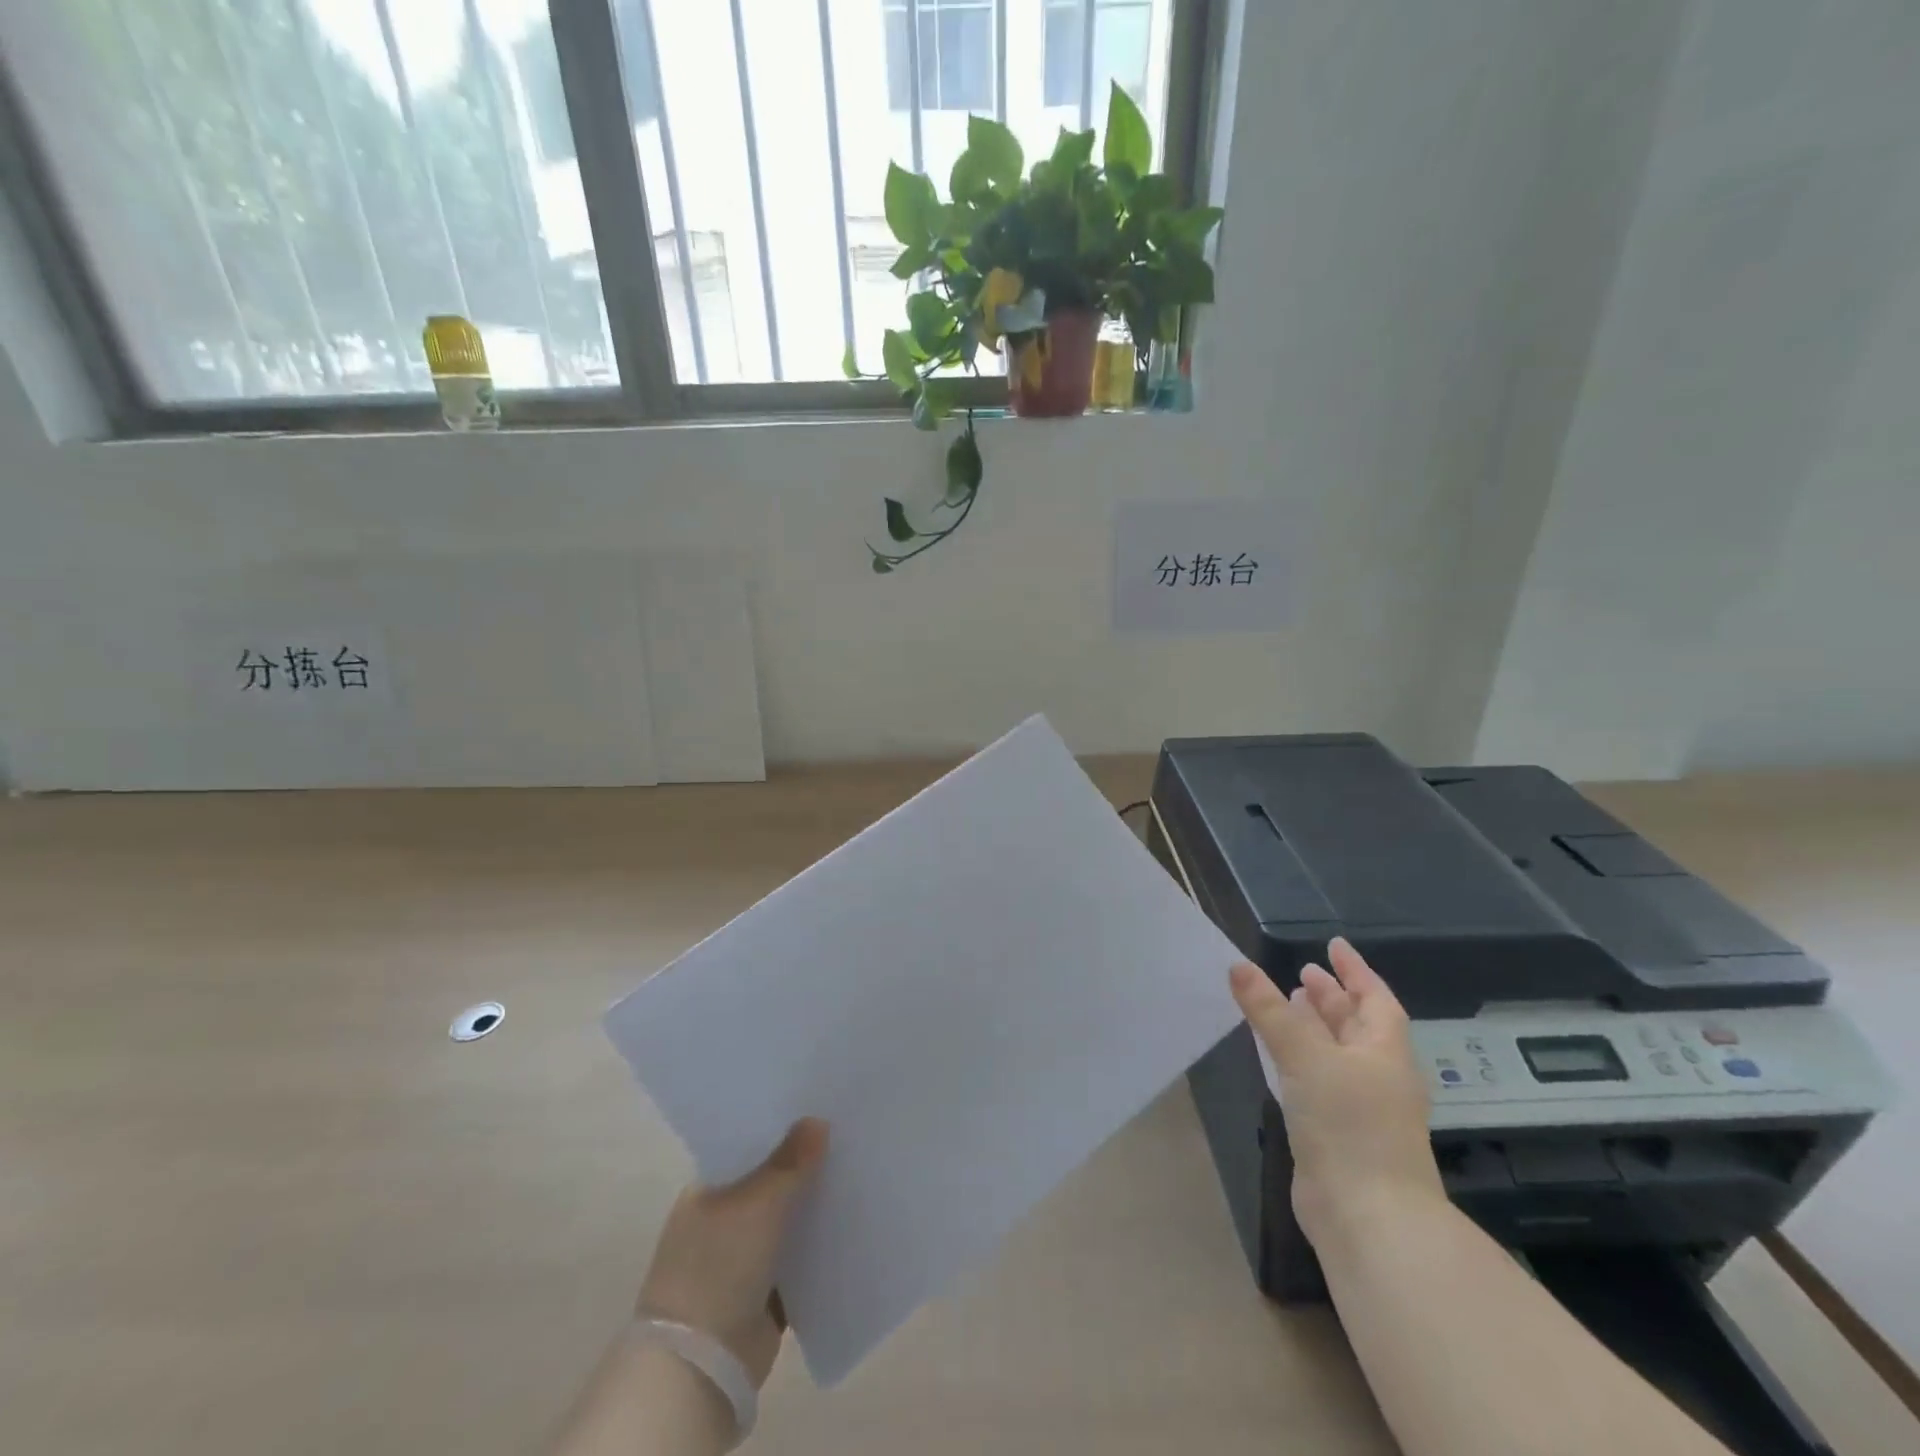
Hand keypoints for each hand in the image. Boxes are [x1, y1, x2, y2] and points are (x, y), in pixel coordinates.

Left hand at [637, 1118, 828, 1387]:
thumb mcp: (758, 1203)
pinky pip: (797, 1260)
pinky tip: (851, 1226)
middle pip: (771, 1182)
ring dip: (814, 1207)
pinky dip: (818, 1247)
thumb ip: (791, 1161)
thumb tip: (817, 1120)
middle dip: (804, 1166)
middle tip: (847, 1136)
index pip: (748, 1147)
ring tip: (857, 1174)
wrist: (699, 1366)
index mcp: (707, 1190)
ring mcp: (740, 1259)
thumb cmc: (719, 1266)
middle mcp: (721, 1220)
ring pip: (787, 1221)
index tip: (818, 1108)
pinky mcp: (762, 1295)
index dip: (781, 1129)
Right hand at [1229, 940, 1443, 1243]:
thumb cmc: (1348, 1124)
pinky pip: (1318, 1081)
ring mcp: (1360, 1108)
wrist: (1367, 1217)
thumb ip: (1270, 1010)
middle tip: (1301, 973)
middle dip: (1331, 998)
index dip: (1355, 970)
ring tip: (1285, 1005)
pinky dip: (1300, 1060)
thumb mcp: (1306, 1056)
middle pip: (1356, 1026)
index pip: (1375, 999)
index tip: (1333, 945)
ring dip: (1314, 1028)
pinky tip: (1277, 1058)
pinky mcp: (1337, 1134)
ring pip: (1335, 1054)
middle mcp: (1377, 1076)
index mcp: (1385, 1052)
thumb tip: (1239, 965)